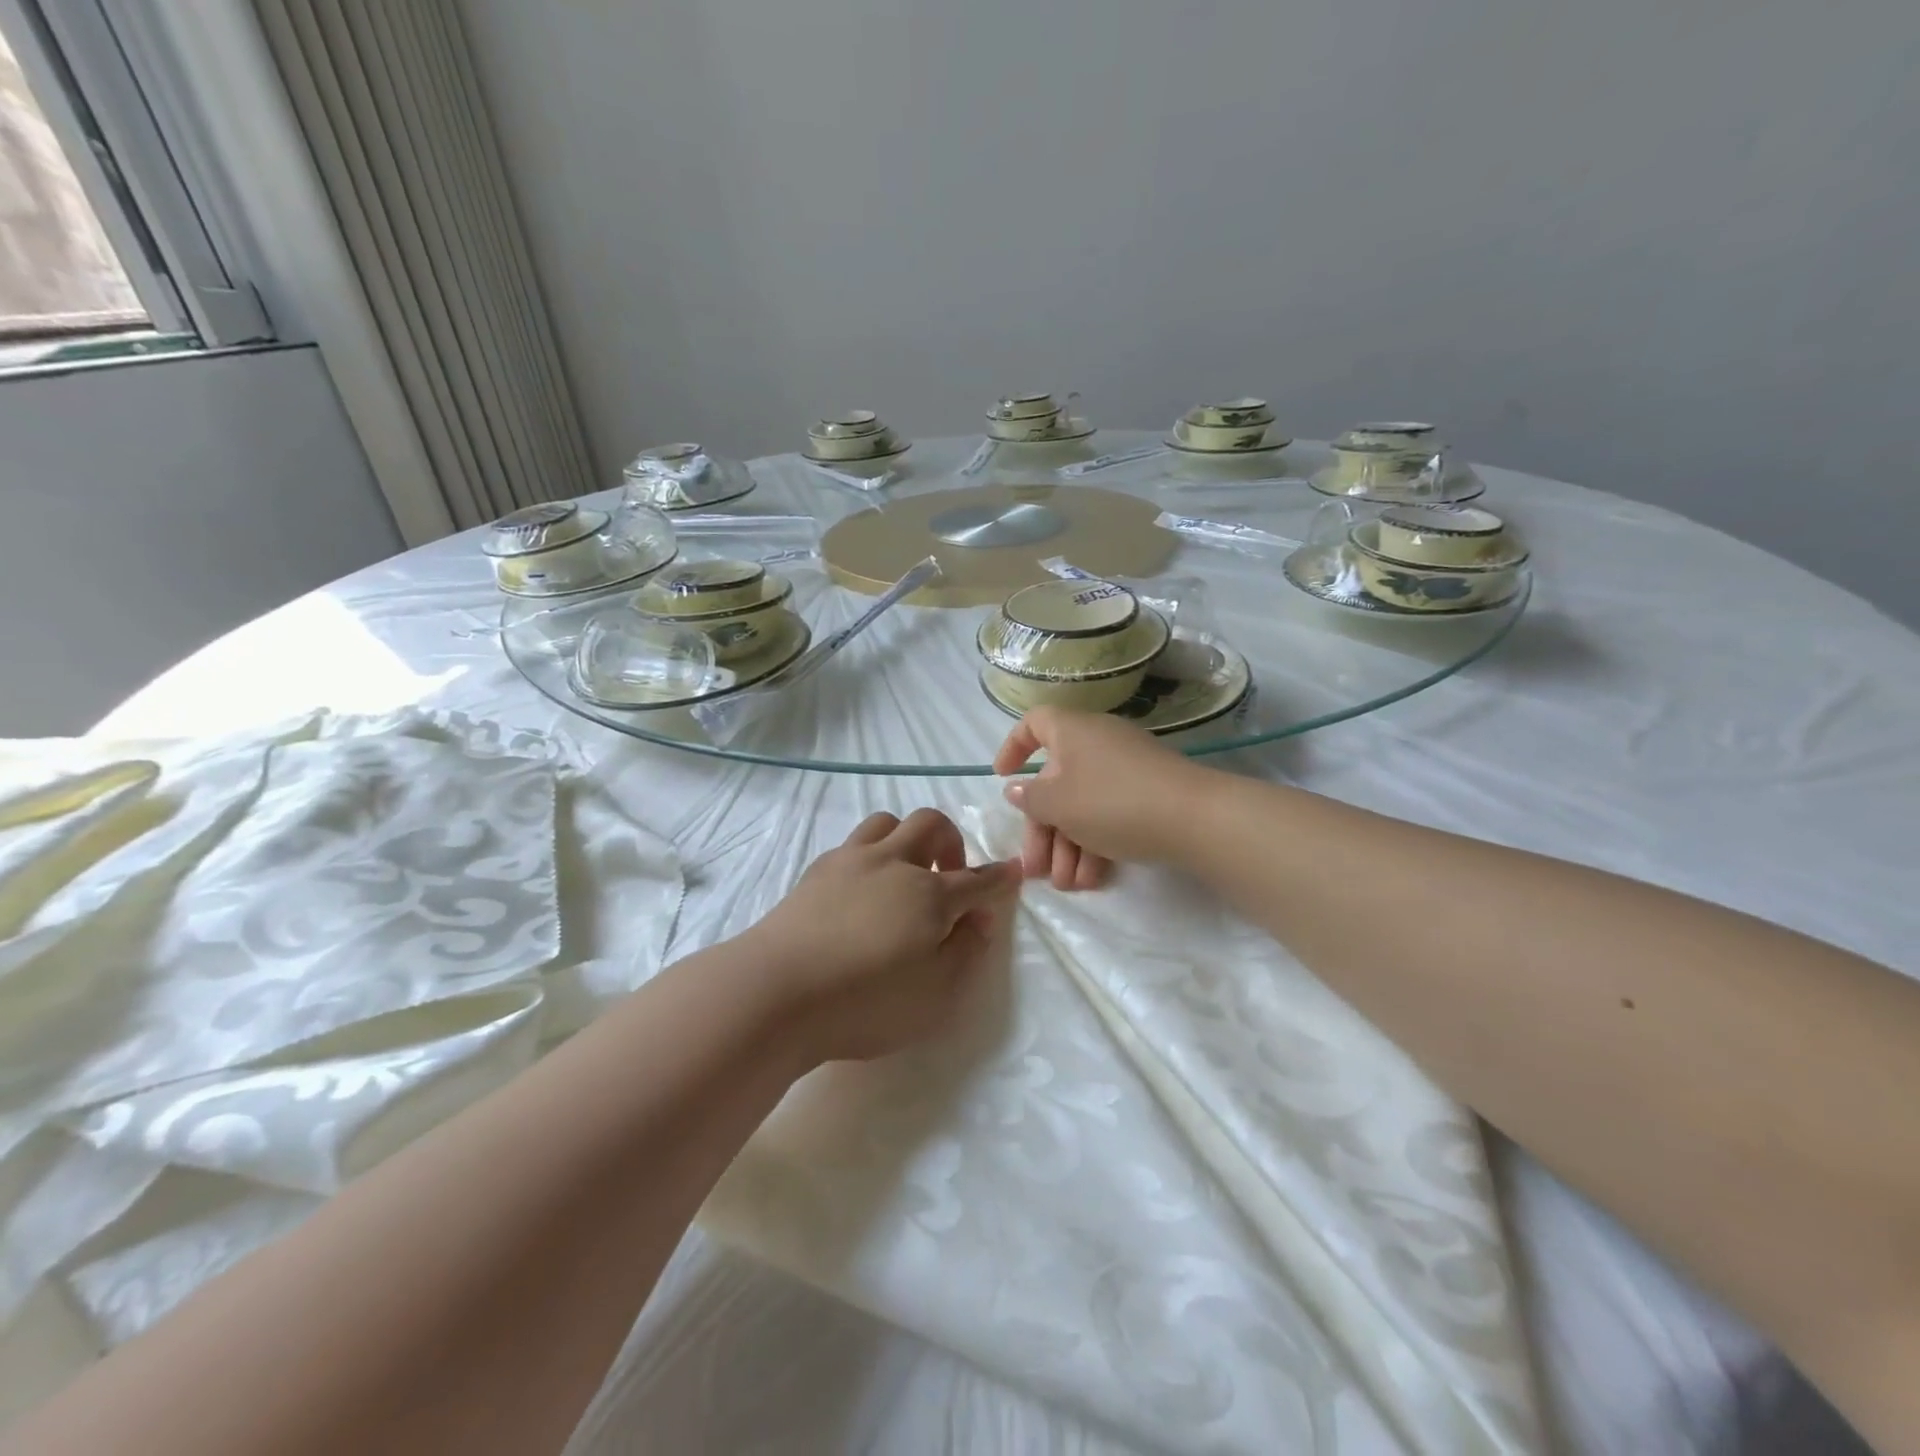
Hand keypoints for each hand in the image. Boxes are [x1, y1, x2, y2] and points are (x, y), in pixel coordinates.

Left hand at [743, 809, 1019, 1063]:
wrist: (775, 991)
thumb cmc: (865, 1002)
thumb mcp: (935, 995)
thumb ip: (966, 952)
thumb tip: (980, 919)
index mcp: (928, 894)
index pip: (975, 880)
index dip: (998, 877)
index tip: (1012, 871)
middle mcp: (892, 864)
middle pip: (930, 825)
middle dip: (951, 841)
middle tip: (949, 875)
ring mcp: (850, 861)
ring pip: (887, 822)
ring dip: (906, 838)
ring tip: (904, 873)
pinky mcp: (816, 871)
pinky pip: (853, 843)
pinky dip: (871, 854)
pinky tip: (862, 888)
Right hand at [992, 708, 1202, 889]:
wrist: (1194, 818)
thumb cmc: (1112, 801)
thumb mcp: (1059, 804)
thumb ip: (1031, 798)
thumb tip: (1017, 789)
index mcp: (1072, 731)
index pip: (1034, 724)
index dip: (1013, 747)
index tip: (1002, 777)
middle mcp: (1097, 743)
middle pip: (1056, 781)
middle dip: (1043, 829)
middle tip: (1036, 869)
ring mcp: (1126, 769)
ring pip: (1083, 803)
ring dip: (1068, 846)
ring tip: (1067, 885)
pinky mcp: (1148, 793)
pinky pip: (1109, 812)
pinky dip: (1096, 842)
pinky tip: (1092, 878)